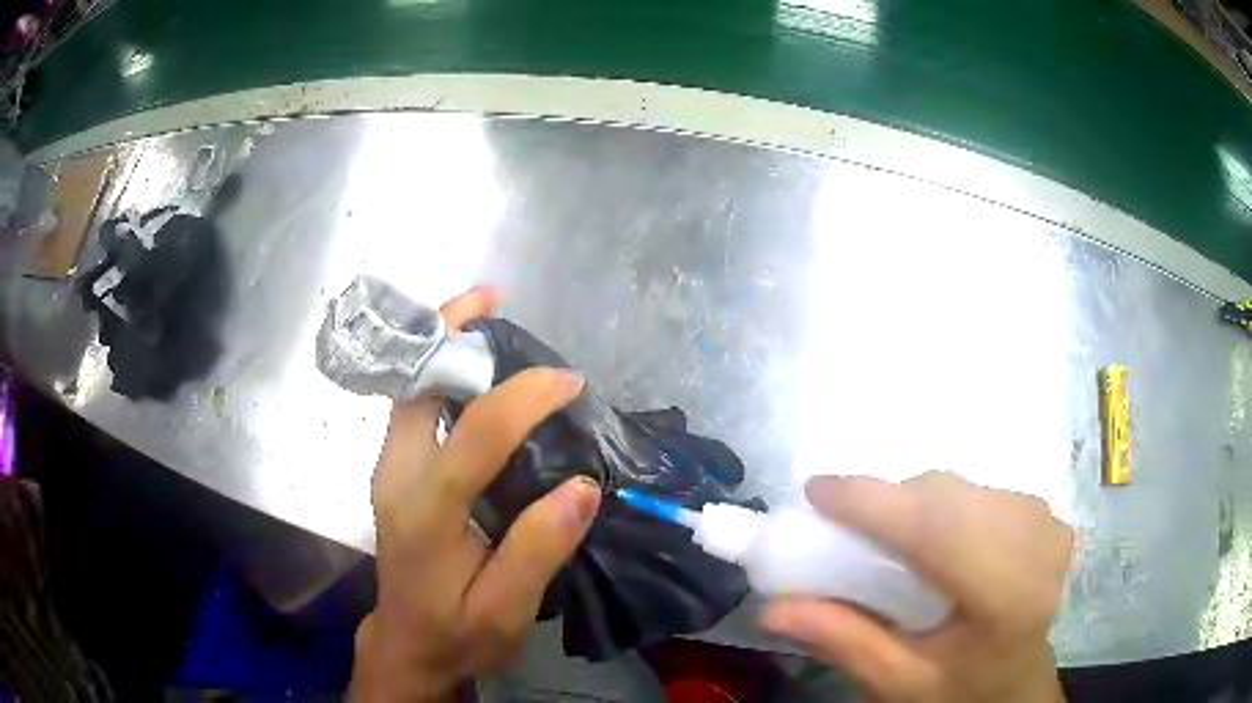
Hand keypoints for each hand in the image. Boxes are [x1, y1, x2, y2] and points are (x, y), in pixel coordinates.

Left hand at [349, 287, 602, 701]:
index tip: (569, 383)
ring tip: (485, 316)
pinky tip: (473, 368)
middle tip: (495, 301)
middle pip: (415, 386)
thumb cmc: (457, 632)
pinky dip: (438, 372)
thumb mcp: (506, 609)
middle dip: (449, 333)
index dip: (525, 397)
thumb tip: (582, 486)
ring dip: (442, 345)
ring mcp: (389, 470)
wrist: (406, 644)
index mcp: (426, 512)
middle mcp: (396, 476)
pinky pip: (412, 405)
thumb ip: (539, 549)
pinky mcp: (394, 471)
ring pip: (409, 388)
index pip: (476, 434)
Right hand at [762, 471, 1072, 702]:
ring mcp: (1046, 523)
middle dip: (889, 503)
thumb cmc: (959, 691)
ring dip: (915, 503)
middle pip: (949, 499)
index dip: (876, 504)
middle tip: (845, 527)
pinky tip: (933, 537)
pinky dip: (942, 503)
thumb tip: (772, 608)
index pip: (938, 533)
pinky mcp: (1044, 513)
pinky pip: (978, 489)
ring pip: (962, 487)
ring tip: (888, 539)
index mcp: (1007, 599)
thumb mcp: (897, 682)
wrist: (1017, 684)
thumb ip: (844, 641)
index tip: (816, 491)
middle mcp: (1036, 548)